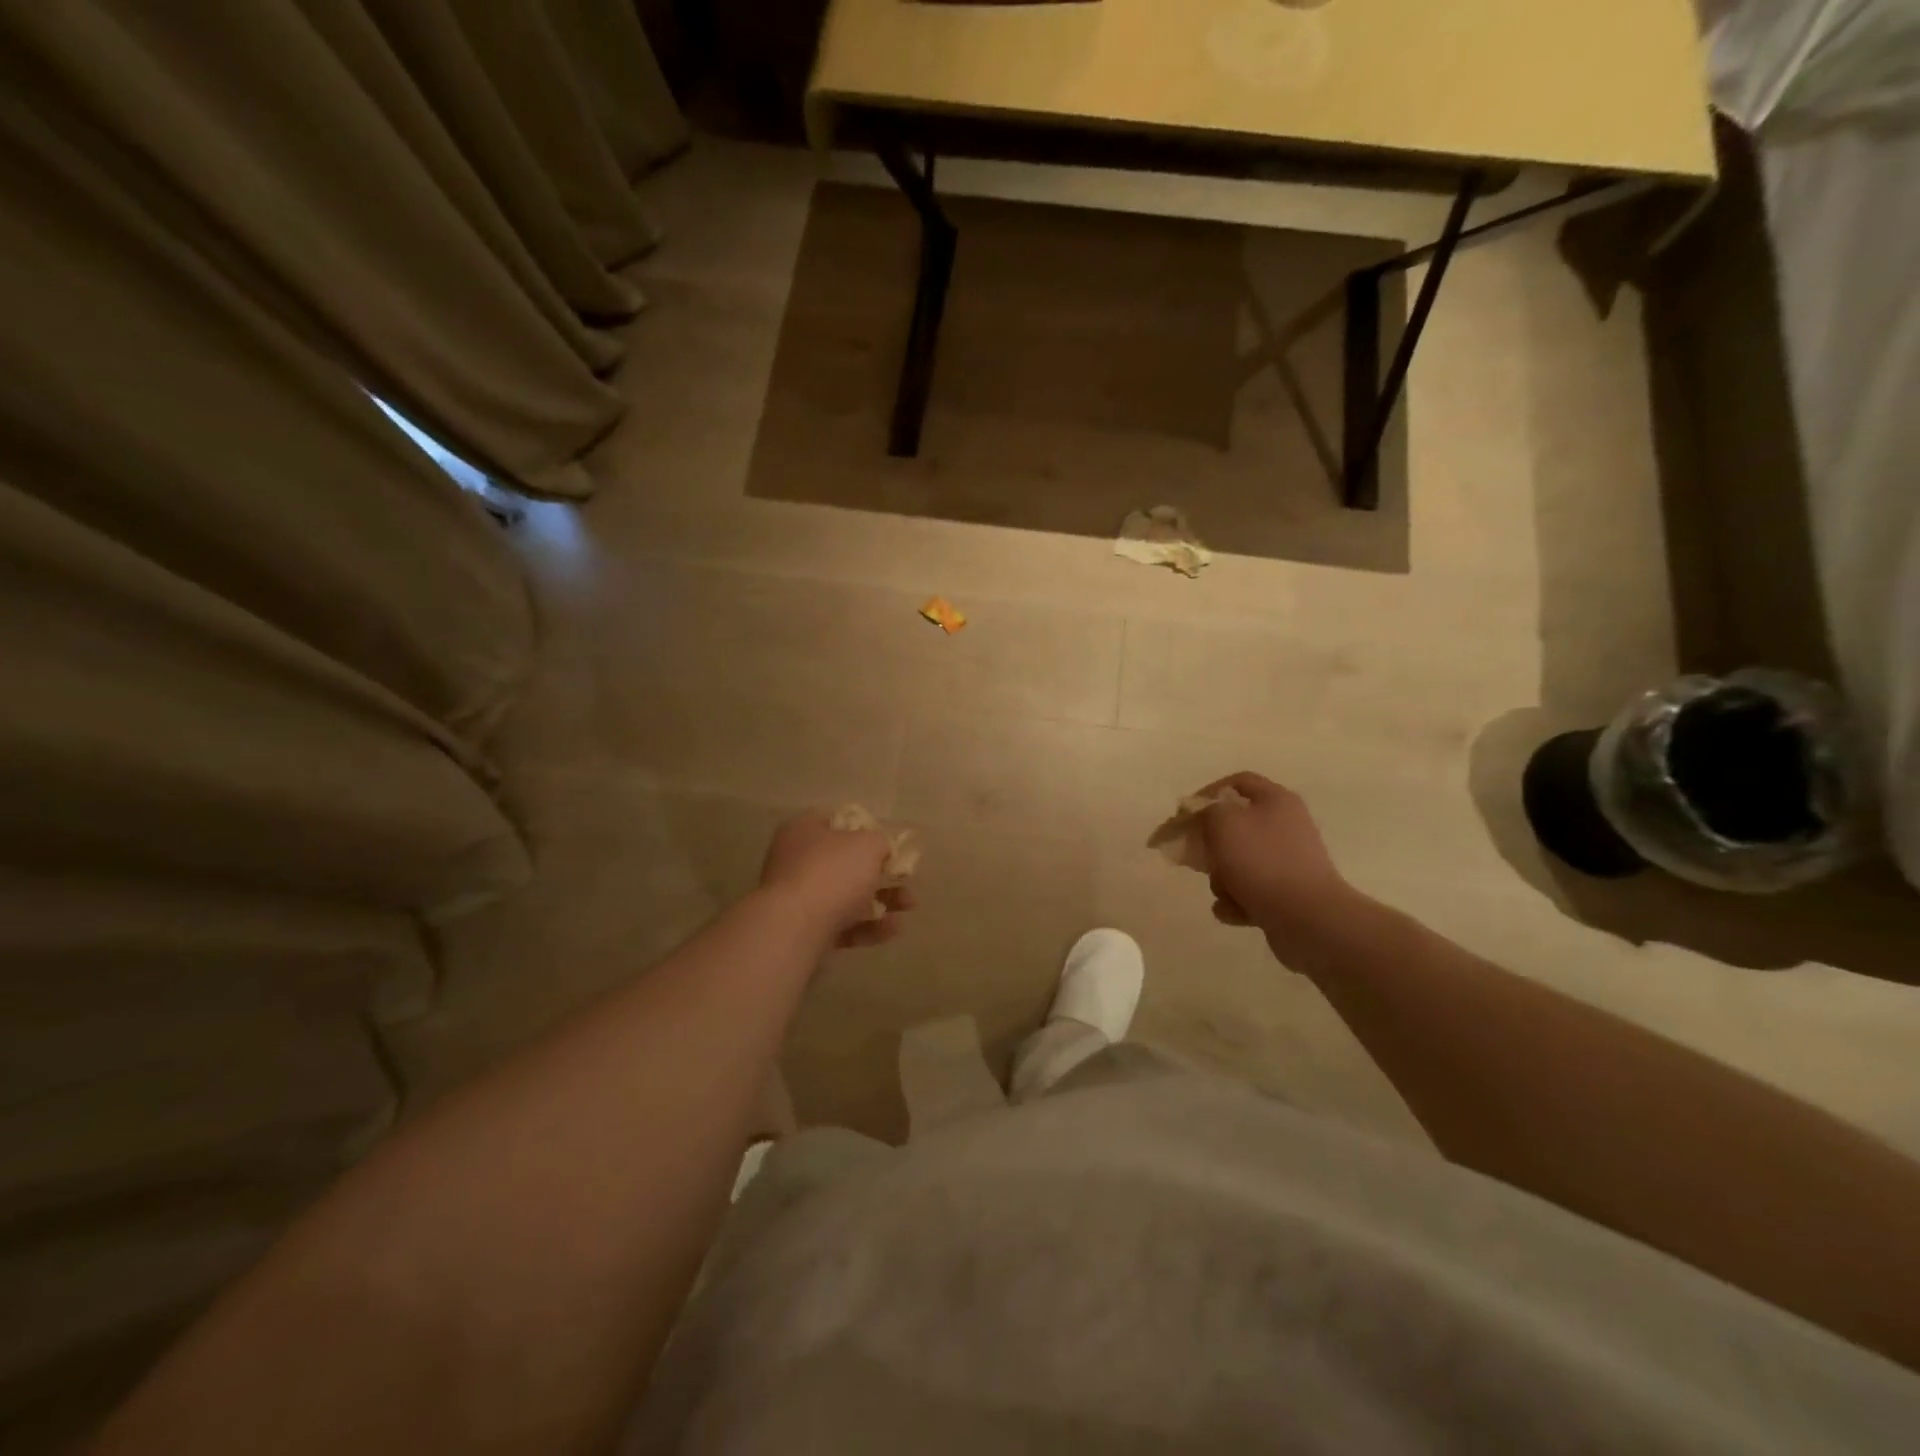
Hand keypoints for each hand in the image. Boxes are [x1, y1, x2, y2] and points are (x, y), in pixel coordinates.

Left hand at [759, 814, 915, 949]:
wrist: (796, 929)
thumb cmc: (832, 873)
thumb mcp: (868, 844)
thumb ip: (881, 842)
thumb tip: (881, 850)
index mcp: (804, 830)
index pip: (838, 823)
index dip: (868, 831)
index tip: (891, 845)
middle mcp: (797, 861)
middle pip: (846, 863)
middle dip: (882, 874)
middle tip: (906, 880)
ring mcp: (799, 899)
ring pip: (847, 896)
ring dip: (882, 901)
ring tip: (909, 907)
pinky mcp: (805, 931)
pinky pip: (843, 925)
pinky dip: (868, 927)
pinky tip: (893, 930)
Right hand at [1198, 773, 1362, 965]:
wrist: (1307, 918)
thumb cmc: (1262, 861)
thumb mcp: (1223, 822)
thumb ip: (1205, 811)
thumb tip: (1205, 816)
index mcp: (1276, 800)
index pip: (1237, 782)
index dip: (1207, 793)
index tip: (1185, 815)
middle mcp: (1286, 826)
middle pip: (1235, 826)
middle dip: (1211, 845)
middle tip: (1197, 858)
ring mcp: (1288, 862)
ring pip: (1239, 862)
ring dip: (1222, 879)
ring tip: (1224, 892)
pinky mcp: (1287, 894)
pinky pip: (1250, 891)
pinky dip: (1237, 902)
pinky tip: (1233, 911)